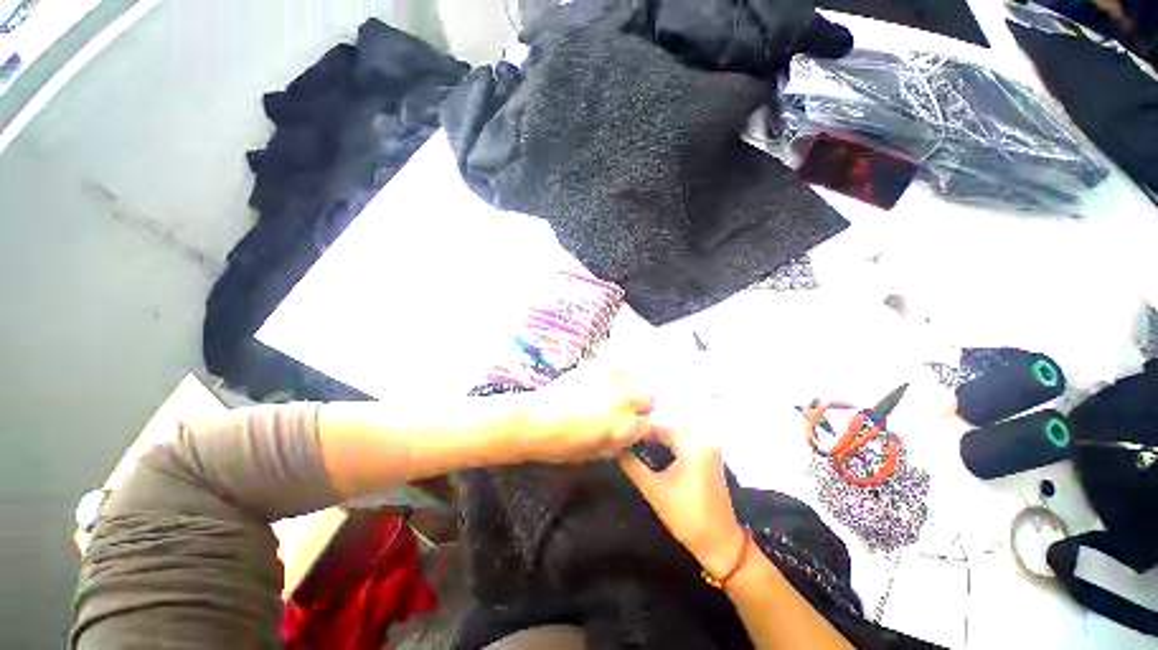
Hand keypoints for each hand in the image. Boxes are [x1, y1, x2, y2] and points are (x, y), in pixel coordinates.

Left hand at [518, 364, 653, 463]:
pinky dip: (616, 372)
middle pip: (649, 393)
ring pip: (635, 375)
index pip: (648, 423)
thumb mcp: (596, 453)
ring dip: (631, 384)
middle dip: (643, 401)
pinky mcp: (595, 365)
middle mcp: (622, 398)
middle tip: (630, 406)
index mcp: (623, 426)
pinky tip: (604, 380)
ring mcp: (609, 378)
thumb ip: (620, 442)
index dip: (641, 426)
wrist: (534, 420)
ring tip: (618, 391)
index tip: (633, 425)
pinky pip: (616, 365)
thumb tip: (630, 434)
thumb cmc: (562, 444)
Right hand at [619, 424, 744, 578]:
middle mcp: (703, 438)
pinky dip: (667, 445)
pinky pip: (683, 442)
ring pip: (674, 434)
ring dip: (655, 439)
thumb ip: (632, 464)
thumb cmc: (686, 515)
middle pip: (667, 428)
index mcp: (692, 442)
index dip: (637, 430)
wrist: (719, 542)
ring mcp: (708, 446)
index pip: (658, 426)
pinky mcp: (708, 455)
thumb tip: (615, 447)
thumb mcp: (653, 489)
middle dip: (645, 434)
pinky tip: (652, 451)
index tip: (619, 436)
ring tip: (633, 445)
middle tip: (623, 441)